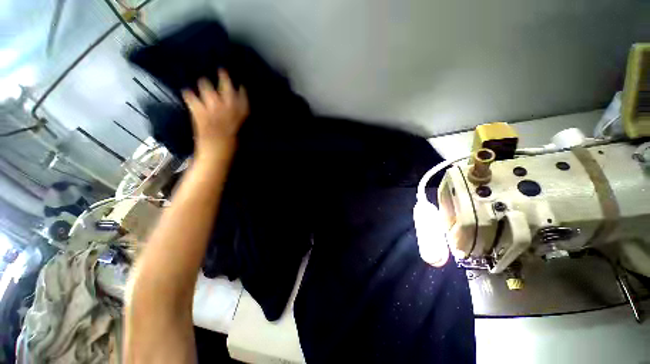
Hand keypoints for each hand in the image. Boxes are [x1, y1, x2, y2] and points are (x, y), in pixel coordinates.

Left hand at [182, 69, 248, 155]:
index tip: (239, 83)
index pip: (243, 94)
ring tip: (202, 82)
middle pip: (225, 84)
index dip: (240, 87)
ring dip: (204, 84)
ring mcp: (211, 106)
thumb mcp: (240, 130)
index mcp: (241, 112)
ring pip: (205, 85)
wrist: (216, 152)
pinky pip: (189, 96)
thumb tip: (233, 106)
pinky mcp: (197, 109)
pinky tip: (187, 93)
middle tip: (221, 70)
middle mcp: (227, 105)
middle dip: (223, 76)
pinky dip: (188, 94)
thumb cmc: (232, 144)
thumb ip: (238, 116)